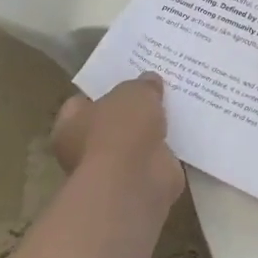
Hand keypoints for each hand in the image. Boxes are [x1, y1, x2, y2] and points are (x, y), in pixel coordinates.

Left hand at [51, 74, 185, 216]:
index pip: (81, 102)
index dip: (103, 89)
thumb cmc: (120, 130)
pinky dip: (168, 149)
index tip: (127, 77)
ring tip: (178, 107)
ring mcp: (113, 168)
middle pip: (111, 121)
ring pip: (135, 141)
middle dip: (133, 110)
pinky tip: (187, 131)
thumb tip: (149, 81)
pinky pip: (156, 158)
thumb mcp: (134, 93)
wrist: (136, 180)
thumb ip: (141, 85)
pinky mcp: (140, 180)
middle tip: (158, 89)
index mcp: (70, 124)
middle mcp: (85, 149)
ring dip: (153, 130)